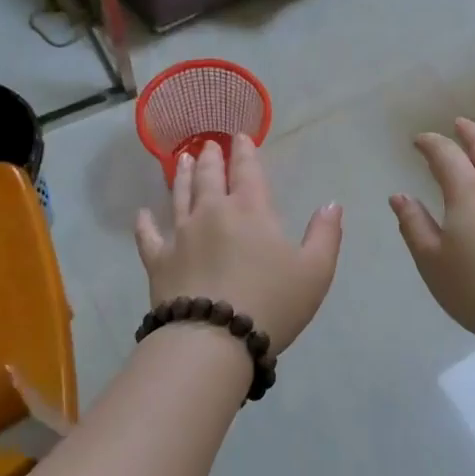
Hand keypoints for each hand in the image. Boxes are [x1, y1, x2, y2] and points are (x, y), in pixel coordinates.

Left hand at [135, 134, 341, 356]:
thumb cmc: (271, 303)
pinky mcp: (159, 260)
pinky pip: (148, 236)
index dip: (246, 151)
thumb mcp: (315, 271)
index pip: (248, 170)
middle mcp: (213, 212)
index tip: (241, 136)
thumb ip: (325, 235)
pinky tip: (142, 214)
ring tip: (184, 161)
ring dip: (183, 176)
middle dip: (212, 157)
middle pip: (211, 177)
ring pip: (180, 196)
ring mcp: (181, 234)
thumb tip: (332, 204)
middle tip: (209, 144)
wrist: (214, 339)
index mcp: (251, 210)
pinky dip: (145, 223)